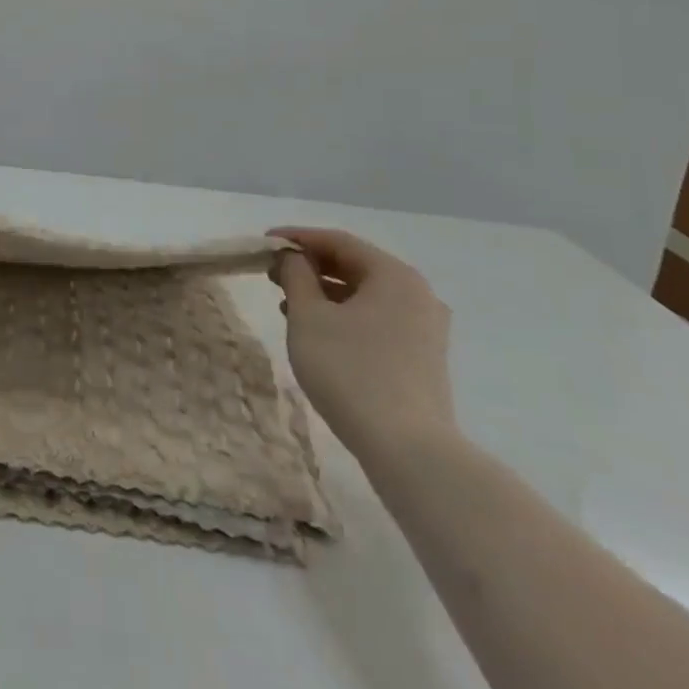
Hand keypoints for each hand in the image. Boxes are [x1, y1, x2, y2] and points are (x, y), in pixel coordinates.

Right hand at [268, 228, 457, 466]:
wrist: (408, 450)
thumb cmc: (351, 371)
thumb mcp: (309, 317)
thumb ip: (296, 275)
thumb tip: (293, 257)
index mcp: (395, 275)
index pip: (339, 241)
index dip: (297, 238)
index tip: (263, 243)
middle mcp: (418, 294)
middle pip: (355, 265)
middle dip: (310, 266)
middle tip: (272, 272)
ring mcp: (425, 328)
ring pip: (365, 295)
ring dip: (324, 292)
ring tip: (286, 301)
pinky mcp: (423, 357)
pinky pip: (377, 319)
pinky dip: (344, 315)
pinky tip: (316, 330)